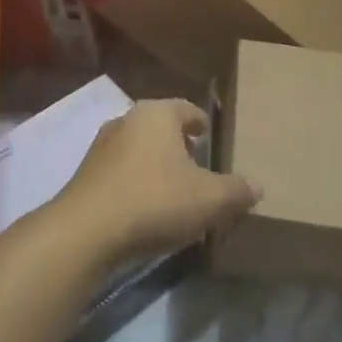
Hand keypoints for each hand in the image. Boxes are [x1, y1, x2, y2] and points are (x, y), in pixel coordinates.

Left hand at [54, 99, 259, 260]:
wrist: (86, 231)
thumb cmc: (155, 200)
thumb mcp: (210, 199)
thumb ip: (236, 191)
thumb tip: (257, 187)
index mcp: (157, 114)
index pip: (187, 109)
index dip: (201, 123)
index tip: (210, 137)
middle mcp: (126, 120)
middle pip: (160, 128)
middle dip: (179, 145)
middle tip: (197, 165)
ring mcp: (101, 147)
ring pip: (138, 149)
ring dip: (156, 165)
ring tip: (174, 189)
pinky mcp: (85, 175)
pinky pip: (121, 172)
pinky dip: (136, 182)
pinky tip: (146, 207)